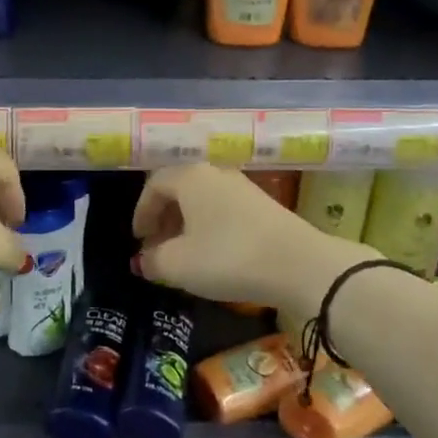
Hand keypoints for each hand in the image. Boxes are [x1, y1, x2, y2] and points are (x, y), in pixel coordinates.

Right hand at [132, 165, 373, 316]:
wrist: (298, 264)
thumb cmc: (228, 257)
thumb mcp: (179, 265)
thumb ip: (153, 260)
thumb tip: (144, 260)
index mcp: (190, 176)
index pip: (154, 184)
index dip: (141, 212)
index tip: (138, 239)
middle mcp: (215, 172)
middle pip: (179, 188)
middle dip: (163, 218)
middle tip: (156, 247)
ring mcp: (242, 186)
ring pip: (203, 199)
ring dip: (187, 223)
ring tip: (183, 253)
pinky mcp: (263, 205)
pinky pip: (223, 209)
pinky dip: (210, 226)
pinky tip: (213, 253)